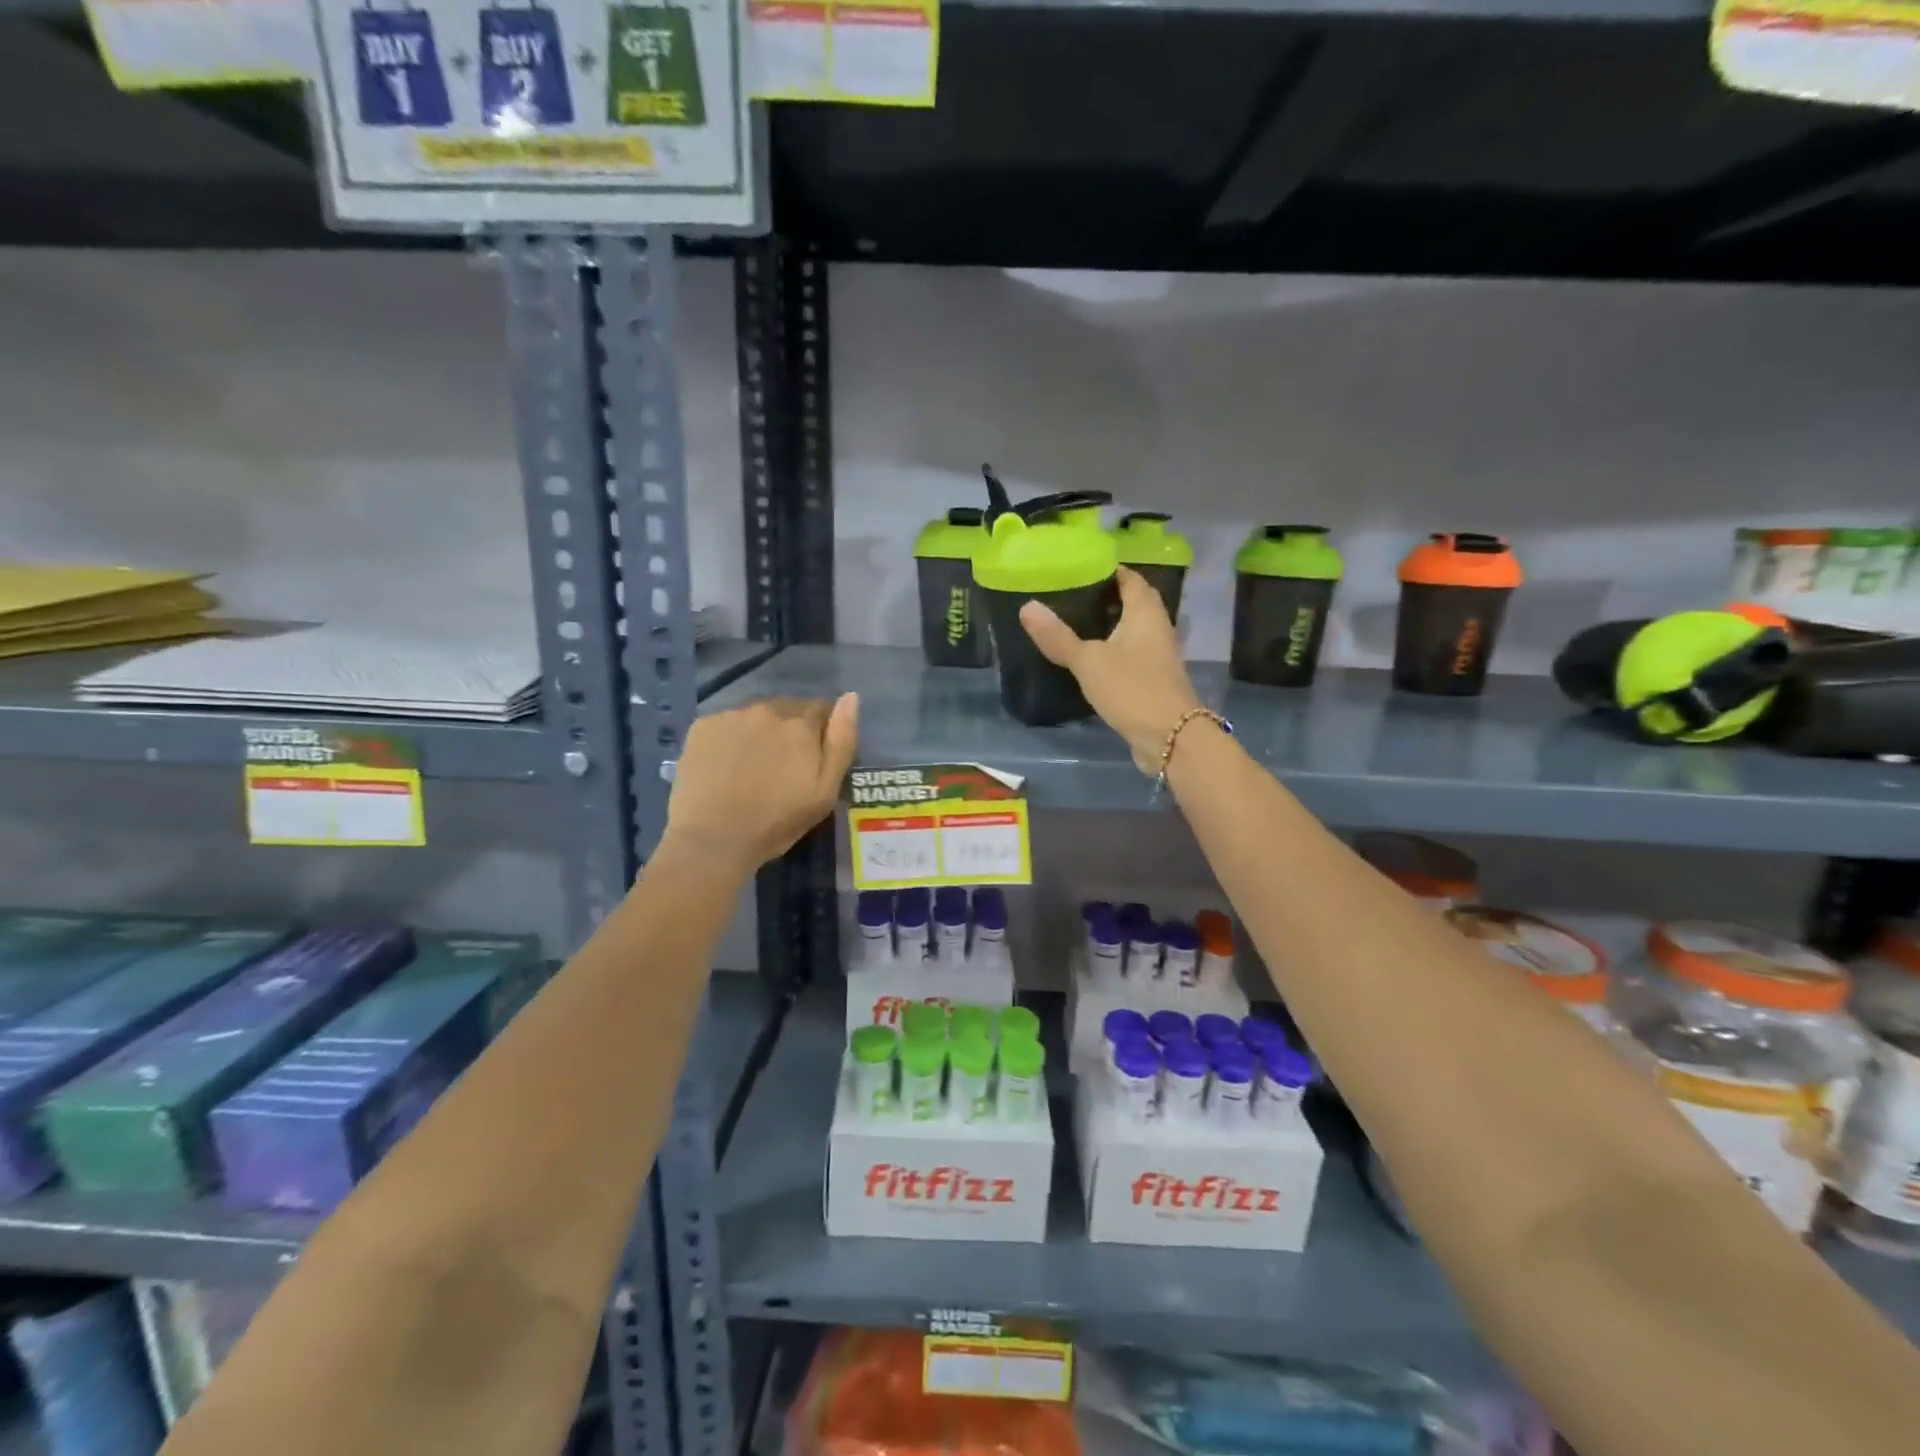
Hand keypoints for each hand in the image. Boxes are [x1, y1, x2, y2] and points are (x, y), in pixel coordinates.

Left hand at [665, 694, 858, 871]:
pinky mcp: (702, 726)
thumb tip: (851, 697)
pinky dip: (733, 736)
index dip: (822, 730)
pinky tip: (727, 764)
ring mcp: (731, 715)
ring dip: (762, 730)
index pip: (821, 708)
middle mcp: (767, 709)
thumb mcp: (824, 791)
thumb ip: (842, 741)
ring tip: (754, 764)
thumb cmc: (776, 822)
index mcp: (801, 725)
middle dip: (792, 728)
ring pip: (757, 714)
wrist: (711, 840)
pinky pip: (728, 722)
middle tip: (784, 764)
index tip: (815, 755)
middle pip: (788, 708)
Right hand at [1020, 567, 1202, 773]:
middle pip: (1134, 603)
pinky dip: (1112, 651)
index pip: (1130, 579)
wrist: (1171, 738)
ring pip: (1132, 631)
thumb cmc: (1132, 689)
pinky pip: (1131, 656)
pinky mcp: (1153, 680)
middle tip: (1071, 596)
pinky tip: (1089, 660)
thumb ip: (1058, 636)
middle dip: (1107, 597)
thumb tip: (1027, 606)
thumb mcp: (1088, 661)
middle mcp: (1157, 628)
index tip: (1079, 568)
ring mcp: (1158, 656)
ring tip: (1074, 624)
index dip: (1108, 570)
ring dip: (1109, 626)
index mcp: (1145, 613)